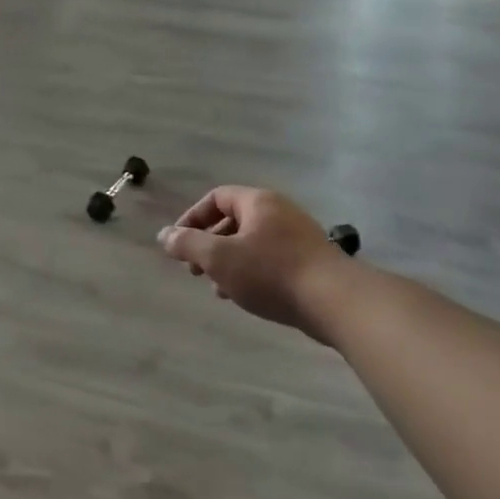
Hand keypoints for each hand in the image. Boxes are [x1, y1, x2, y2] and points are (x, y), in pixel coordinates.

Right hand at [158, 187, 353, 336]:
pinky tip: (244, 296)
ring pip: (251, 243)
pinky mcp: (309, 261)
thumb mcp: (219, 258)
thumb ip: (188, 244)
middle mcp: (279, 211)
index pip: (216, 197)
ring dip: (228, 262)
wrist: (335, 301)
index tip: (179, 244)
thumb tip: (164, 235)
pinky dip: (250, 272)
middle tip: (195, 270)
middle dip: (208, 244)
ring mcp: (297, 236)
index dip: (192, 218)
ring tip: (217, 288)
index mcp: (258, 202)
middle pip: (233, 220)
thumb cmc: (271, 273)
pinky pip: (269, 260)